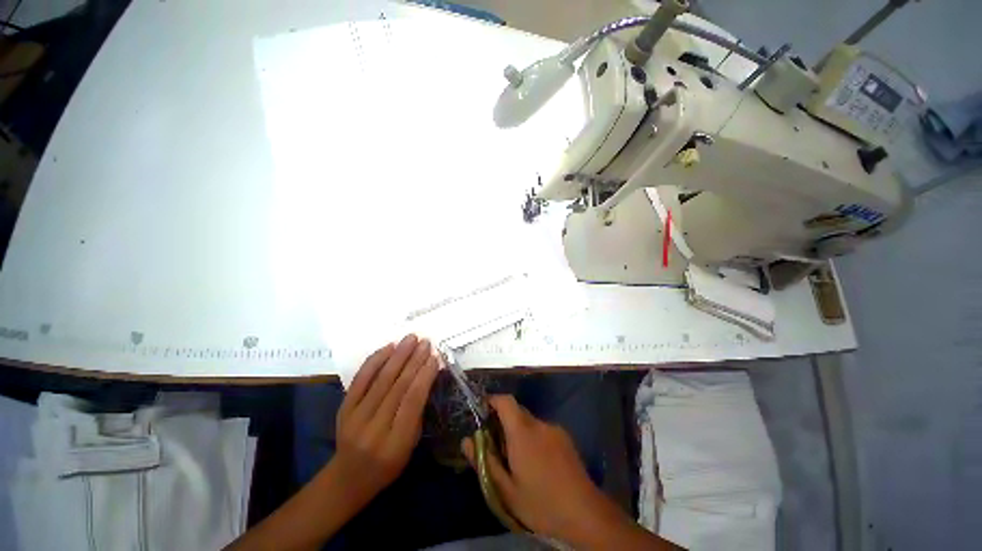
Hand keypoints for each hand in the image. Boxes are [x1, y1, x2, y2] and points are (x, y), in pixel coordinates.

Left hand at [333, 334, 439, 503]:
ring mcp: (354, 418)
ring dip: (398, 355)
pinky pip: (360, 379)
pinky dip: (375, 361)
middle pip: (397, 387)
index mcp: (395, 444)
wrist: (348, 478)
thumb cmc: (387, 464)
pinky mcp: (343, 409)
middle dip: (414, 360)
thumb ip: (417, 412)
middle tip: (425, 342)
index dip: (424, 376)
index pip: (412, 402)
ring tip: (411, 338)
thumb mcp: (410, 446)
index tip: (434, 357)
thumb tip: (426, 376)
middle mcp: (373, 429)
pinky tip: (388, 347)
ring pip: (380, 380)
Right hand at [462, 395, 632, 545]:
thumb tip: (467, 441)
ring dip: (520, 432)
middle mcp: (539, 424)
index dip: (492, 401)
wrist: (585, 513)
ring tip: (519, 460)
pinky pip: (543, 430)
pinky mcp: (565, 437)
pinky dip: (534, 438)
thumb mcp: (506, 490)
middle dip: (504, 421)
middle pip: (517, 411)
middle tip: (497, 446)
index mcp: (522, 433)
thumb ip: (485, 462)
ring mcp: (555, 429)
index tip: (483, 412)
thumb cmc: (541, 503)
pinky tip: (538, 464)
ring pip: (530, 422)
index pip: (505, 401)